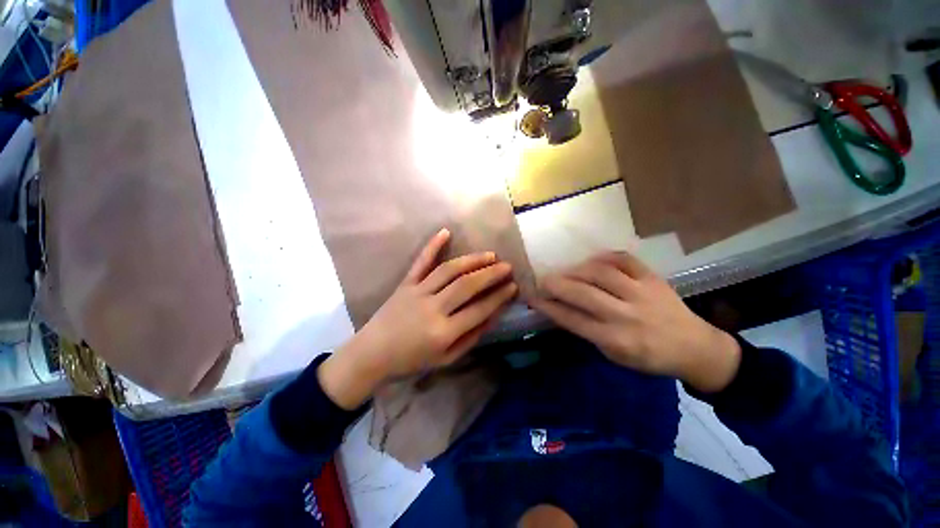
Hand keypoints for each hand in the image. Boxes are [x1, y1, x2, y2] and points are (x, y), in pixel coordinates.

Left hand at [319, 228, 517, 408]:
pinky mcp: (405, 283)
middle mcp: (433, 308)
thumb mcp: (446, 358)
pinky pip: (420, 262)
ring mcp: (417, 292)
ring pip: (449, 270)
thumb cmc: (411, 360)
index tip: (513, 287)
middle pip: (467, 285)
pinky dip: (432, 245)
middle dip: (491, 274)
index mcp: (443, 332)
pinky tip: (445, 232)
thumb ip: (470, 338)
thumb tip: (492, 316)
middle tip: (507, 266)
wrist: (372, 354)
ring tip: (490, 255)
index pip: (479, 310)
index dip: (499, 297)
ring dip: (472, 260)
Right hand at [531, 252, 740, 392]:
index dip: (548, 306)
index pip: (572, 319)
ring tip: (566, 272)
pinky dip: (603, 256)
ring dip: (576, 270)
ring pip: (600, 273)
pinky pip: (623, 259)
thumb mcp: (615, 355)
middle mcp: (626, 315)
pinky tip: (592, 261)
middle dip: (556, 284)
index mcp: (616, 340)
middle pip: (582, 293)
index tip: (532, 297)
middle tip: (543, 281)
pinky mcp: (653, 278)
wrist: (695, 348)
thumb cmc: (650, 357)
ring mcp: (642, 293)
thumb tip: (561, 309)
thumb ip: (588, 331)